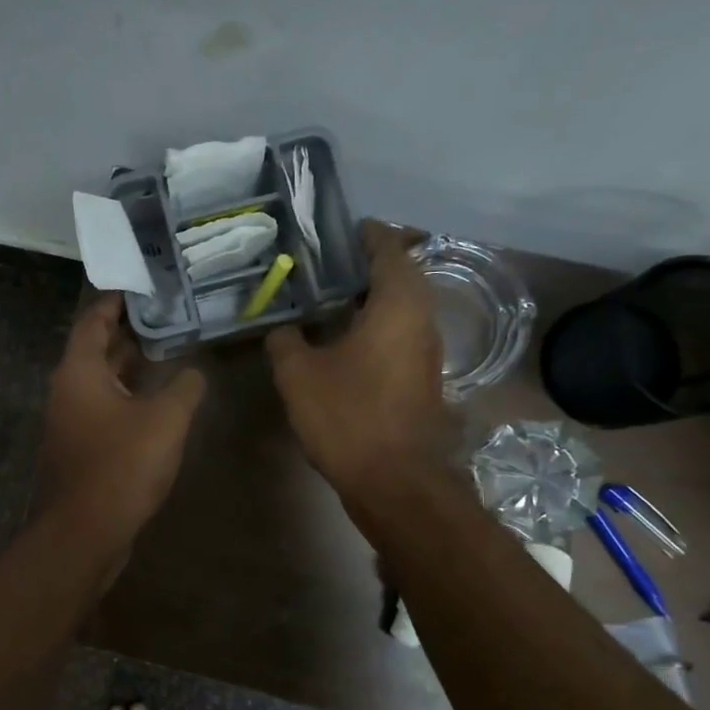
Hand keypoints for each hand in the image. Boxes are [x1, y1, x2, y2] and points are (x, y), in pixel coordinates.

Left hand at [37, 294, 205, 550]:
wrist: (84, 531)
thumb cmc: (121, 466)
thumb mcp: (165, 420)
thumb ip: (185, 387)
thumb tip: (195, 371)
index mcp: (79, 371)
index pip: (93, 321)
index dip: (116, 302)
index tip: (141, 287)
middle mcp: (68, 390)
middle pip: (96, 349)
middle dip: (128, 333)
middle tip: (165, 316)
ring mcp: (71, 421)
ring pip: (101, 381)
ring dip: (129, 366)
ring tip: (167, 351)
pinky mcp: (80, 447)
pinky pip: (103, 408)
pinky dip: (127, 396)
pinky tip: (156, 402)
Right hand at [266, 220, 448, 498]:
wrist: (394, 480)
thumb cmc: (348, 415)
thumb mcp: (299, 374)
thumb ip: (286, 341)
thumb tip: (283, 329)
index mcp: (397, 304)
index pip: (389, 249)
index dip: (367, 234)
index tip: (342, 229)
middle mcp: (421, 320)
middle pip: (400, 276)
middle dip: (366, 266)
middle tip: (326, 264)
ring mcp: (426, 352)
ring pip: (401, 309)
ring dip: (371, 298)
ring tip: (329, 298)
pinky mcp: (421, 379)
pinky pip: (399, 335)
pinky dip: (375, 326)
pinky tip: (343, 340)